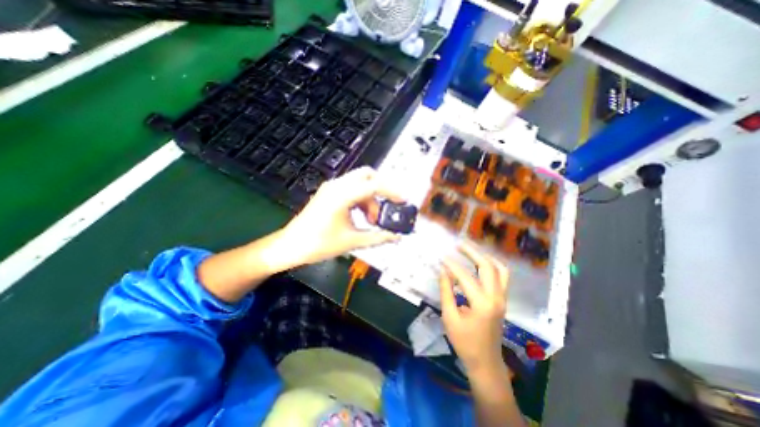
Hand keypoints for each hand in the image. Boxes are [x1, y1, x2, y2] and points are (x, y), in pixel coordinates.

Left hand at [278, 167, 402, 266]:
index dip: (392, 191)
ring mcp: (331, 188)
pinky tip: (362, 216)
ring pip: (360, 183)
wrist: (291, 246)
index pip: (374, 185)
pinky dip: (361, 199)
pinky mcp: (329, 193)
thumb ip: (377, 237)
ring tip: (372, 219)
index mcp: (342, 195)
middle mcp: (337, 186)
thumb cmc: (318, 244)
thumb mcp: (352, 241)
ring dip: (371, 197)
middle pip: (368, 175)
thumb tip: (396, 237)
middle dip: (382, 189)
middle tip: (387, 207)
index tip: (403, 201)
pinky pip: (351, 189)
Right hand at [436, 244, 506, 372]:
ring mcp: (503, 298)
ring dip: (485, 257)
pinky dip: (492, 266)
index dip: (452, 265)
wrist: (486, 362)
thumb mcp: (450, 317)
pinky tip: (480, 263)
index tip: (441, 257)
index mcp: (482, 304)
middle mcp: (496, 297)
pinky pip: (502, 277)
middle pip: (488, 267)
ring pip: (500, 269)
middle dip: (473, 252)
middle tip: (459, 245)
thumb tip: (443, 271)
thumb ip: (446, 292)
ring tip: (471, 251)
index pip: (465, 277)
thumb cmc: (465, 342)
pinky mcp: (503, 300)